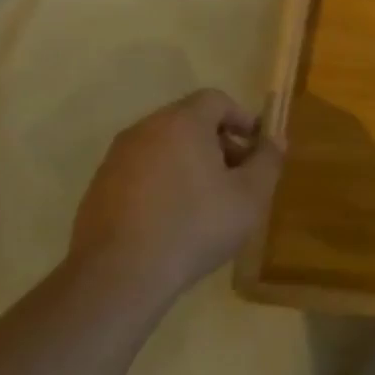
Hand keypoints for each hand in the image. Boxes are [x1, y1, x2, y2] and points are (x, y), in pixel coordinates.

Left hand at [70, 89, 284, 300]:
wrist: (119, 274)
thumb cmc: (195, 226)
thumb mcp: (250, 196)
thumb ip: (268, 160)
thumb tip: (275, 139)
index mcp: (181, 122)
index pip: (216, 100)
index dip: (243, 118)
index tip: (257, 148)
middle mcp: (144, 129)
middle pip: (189, 121)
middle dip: (219, 142)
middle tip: (238, 176)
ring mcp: (116, 158)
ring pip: (164, 146)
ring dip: (190, 162)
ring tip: (209, 200)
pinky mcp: (99, 187)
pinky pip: (142, 171)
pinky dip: (164, 182)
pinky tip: (175, 218)